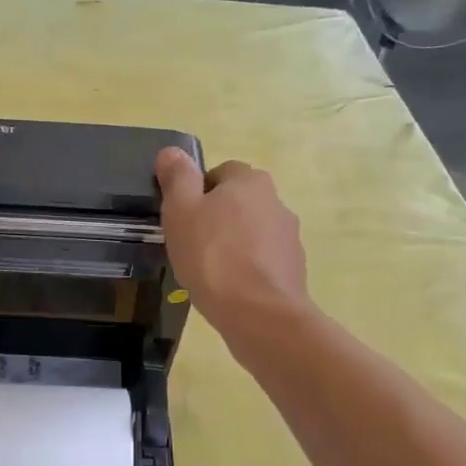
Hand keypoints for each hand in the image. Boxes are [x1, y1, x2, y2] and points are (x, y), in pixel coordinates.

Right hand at [155, 148, 307, 334]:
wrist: (259, 313)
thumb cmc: (212, 256)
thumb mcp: (180, 211)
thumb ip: (177, 178)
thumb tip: (172, 151)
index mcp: (250, 181)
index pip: (220, 173)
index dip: (197, 192)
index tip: (182, 218)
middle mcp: (276, 201)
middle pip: (237, 202)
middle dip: (216, 218)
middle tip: (190, 243)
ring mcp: (289, 237)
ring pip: (251, 232)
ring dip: (232, 244)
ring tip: (208, 271)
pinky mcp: (293, 268)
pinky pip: (262, 260)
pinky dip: (246, 268)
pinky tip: (228, 288)